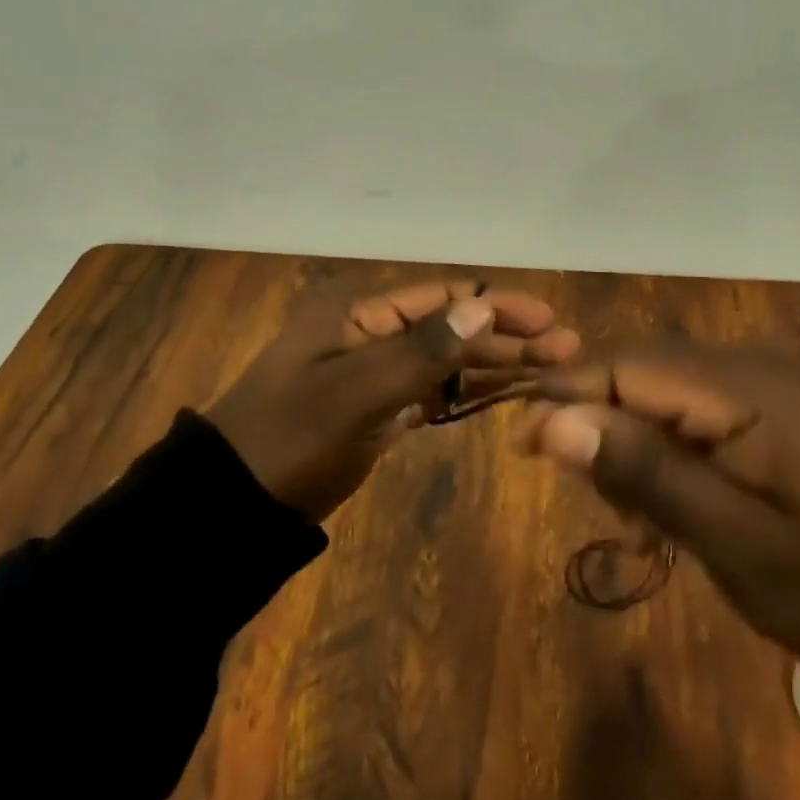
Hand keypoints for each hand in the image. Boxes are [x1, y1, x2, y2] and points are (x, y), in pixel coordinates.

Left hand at [209, 279, 578, 521]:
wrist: (233, 502)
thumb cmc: (290, 439)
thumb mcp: (353, 394)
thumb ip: (419, 352)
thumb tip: (482, 308)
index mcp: (359, 312)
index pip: (443, 297)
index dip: (498, 304)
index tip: (549, 320)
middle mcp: (371, 331)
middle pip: (452, 326)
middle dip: (507, 335)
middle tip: (565, 350)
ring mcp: (374, 371)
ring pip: (446, 360)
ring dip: (495, 362)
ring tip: (550, 370)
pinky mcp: (377, 408)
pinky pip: (432, 392)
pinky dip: (467, 391)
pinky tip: (506, 394)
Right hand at [519, 345, 799, 659]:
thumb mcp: (736, 542)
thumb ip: (646, 474)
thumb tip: (553, 422)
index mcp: (748, 388)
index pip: (627, 365)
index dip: (566, 396)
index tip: (522, 448)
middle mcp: (752, 363)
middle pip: (640, 368)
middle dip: (599, 422)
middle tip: (595, 499)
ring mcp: (767, 379)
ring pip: (661, 385)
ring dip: (632, 439)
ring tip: (639, 517)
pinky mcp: (773, 402)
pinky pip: (694, 403)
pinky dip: (667, 444)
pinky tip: (677, 497)